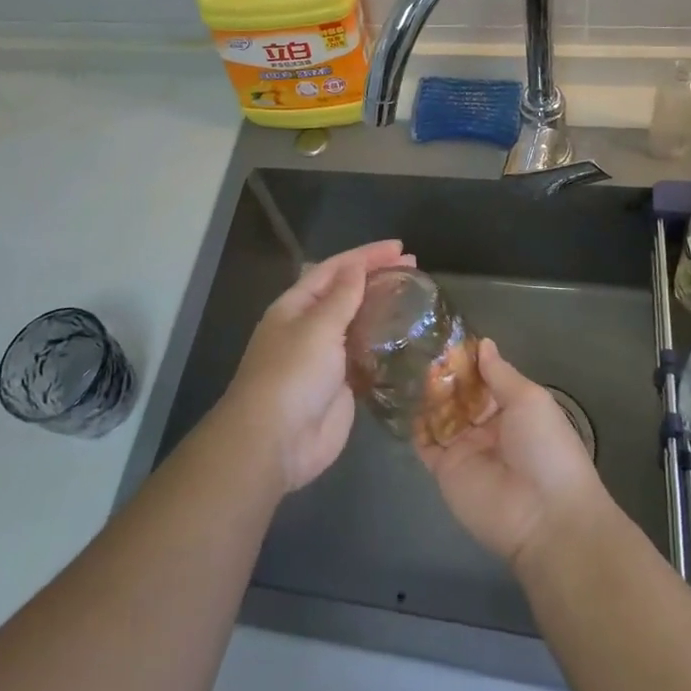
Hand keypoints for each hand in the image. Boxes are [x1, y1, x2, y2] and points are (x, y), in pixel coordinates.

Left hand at [222, 240, 414, 491]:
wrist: (275, 442)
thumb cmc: (292, 375)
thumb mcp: (317, 327)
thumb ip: (341, 297)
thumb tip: (356, 267)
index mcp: (296, 306)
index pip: (335, 269)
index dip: (365, 255)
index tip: (399, 247)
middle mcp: (310, 327)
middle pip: (348, 293)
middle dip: (377, 277)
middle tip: (414, 267)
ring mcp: (326, 358)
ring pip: (358, 324)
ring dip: (382, 308)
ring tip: (415, 296)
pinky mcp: (342, 386)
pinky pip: (366, 357)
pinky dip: (384, 344)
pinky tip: (406, 337)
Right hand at [415, 338, 611, 567]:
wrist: (544, 515)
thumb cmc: (544, 447)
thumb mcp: (529, 399)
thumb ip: (500, 372)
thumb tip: (482, 343)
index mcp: (512, 409)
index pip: (483, 379)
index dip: (466, 361)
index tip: (444, 337)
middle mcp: (486, 427)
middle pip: (459, 395)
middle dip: (443, 375)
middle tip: (419, 348)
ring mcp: (464, 449)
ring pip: (439, 415)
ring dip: (427, 394)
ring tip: (407, 366)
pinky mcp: (445, 471)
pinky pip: (425, 444)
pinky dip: (414, 425)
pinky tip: (402, 399)